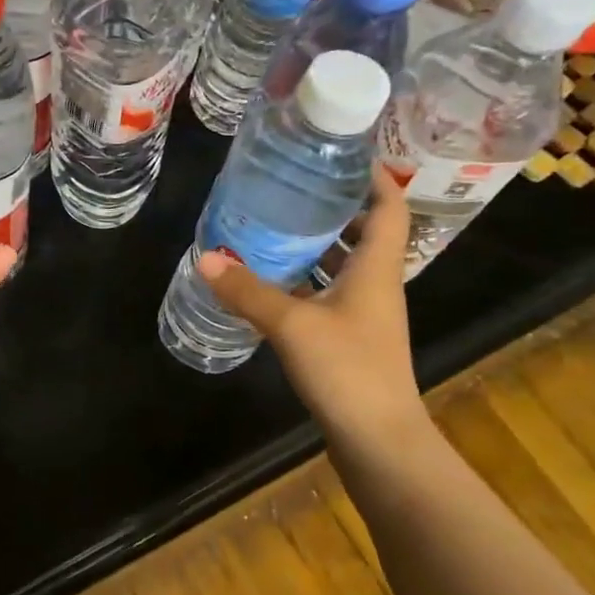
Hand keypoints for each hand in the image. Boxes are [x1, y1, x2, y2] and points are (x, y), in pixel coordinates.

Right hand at [197, 167, 427, 447]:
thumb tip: (206, 257)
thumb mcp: (292, 326)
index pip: (389, 205)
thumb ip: (248, 291)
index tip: (340, 153)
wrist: (378, 441)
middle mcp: (377, 285)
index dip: (372, 175)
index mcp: (377, 268)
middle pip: (366, 231)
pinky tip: (271, 281)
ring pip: (345, 265)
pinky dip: (306, 280)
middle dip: (334, 206)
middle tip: (291, 186)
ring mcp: (364, 314)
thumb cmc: (348, 371)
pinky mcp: (349, 339)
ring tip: (274, 225)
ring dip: (318, 244)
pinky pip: (328, 293)